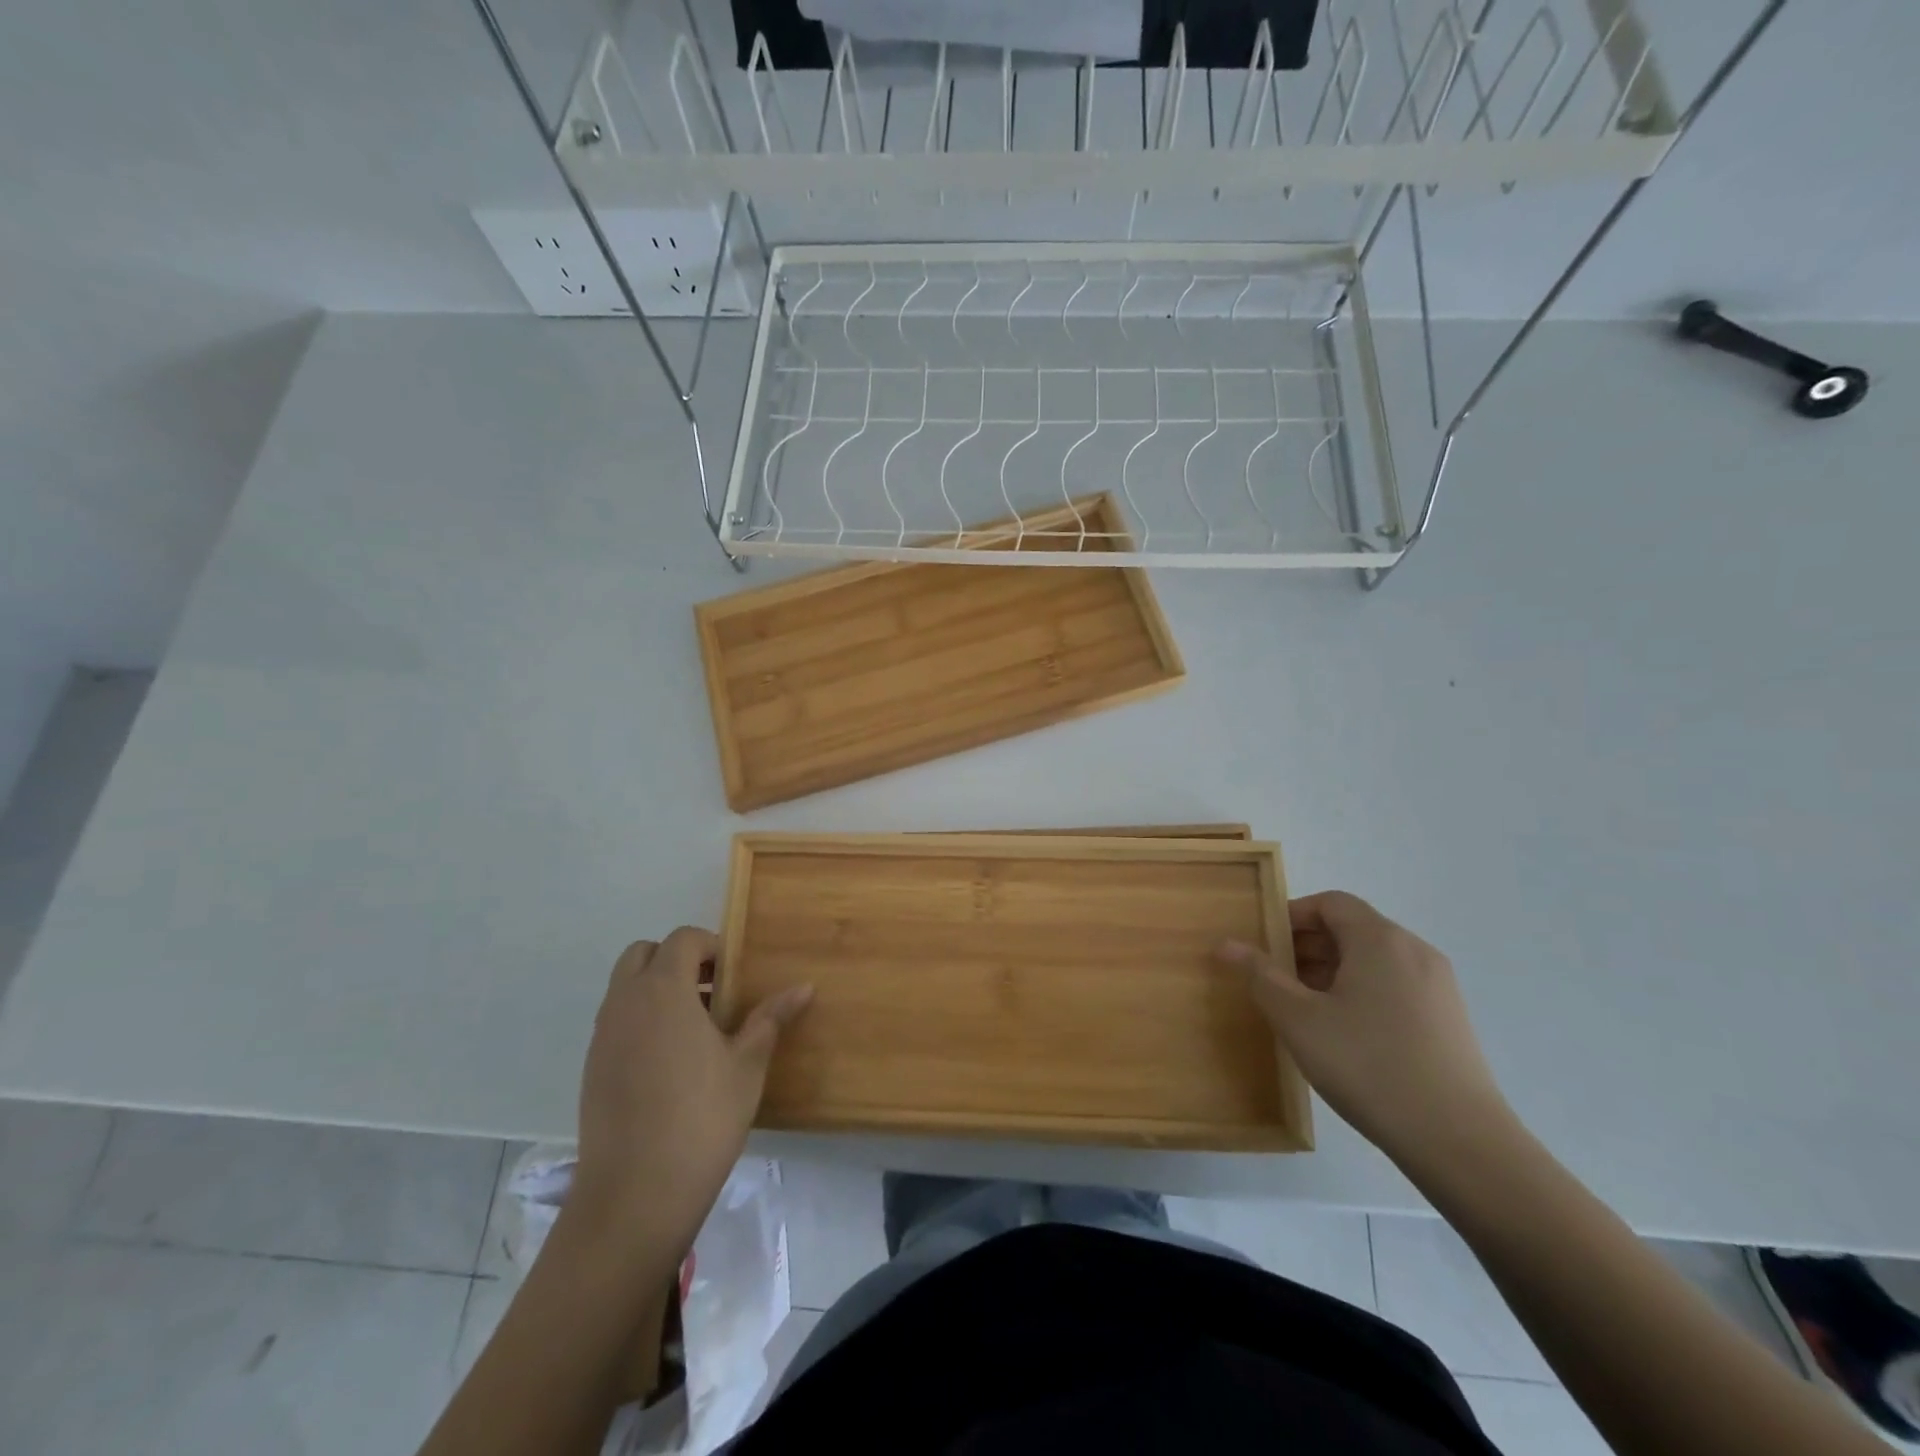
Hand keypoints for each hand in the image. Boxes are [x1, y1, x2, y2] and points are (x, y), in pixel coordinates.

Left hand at [569, 927, 811, 1265]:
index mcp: (663, 991)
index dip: (710, 946)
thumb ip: (770, 1018)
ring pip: (625, 988)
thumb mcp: (747, 1065)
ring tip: (696, 1029)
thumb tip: (804, 986)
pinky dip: (641, 1021)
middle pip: (643, 954)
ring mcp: (602, 1036)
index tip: (734, 976)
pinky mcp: (591, 1068)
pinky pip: (616, 1022)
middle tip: (712, 992)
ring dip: (657, 990)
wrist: (635, 1194)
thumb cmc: (702, 1117)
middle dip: (677, 960)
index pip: (682, 939)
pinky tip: (670, 1063)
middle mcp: (625, 1003)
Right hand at [1216, 892, 1513, 1168]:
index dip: (1292, 916)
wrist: (1461, 1143)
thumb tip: (1227, 944)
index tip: (1264, 945)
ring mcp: (1438, 987)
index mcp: (1380, 939)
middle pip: (1352, 929)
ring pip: (1373, 960)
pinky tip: (1344, 1036)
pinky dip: (1361, 993)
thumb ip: (1260, 975)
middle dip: (1307, 947)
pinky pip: (1394, 986)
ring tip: (1303, 1010)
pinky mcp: (1449, 1020)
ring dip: (1331, 972)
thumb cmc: (1369, 1066)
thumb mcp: (1299, 1020)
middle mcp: (1414, 951)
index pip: (1331, 903)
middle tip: (1273, 980)